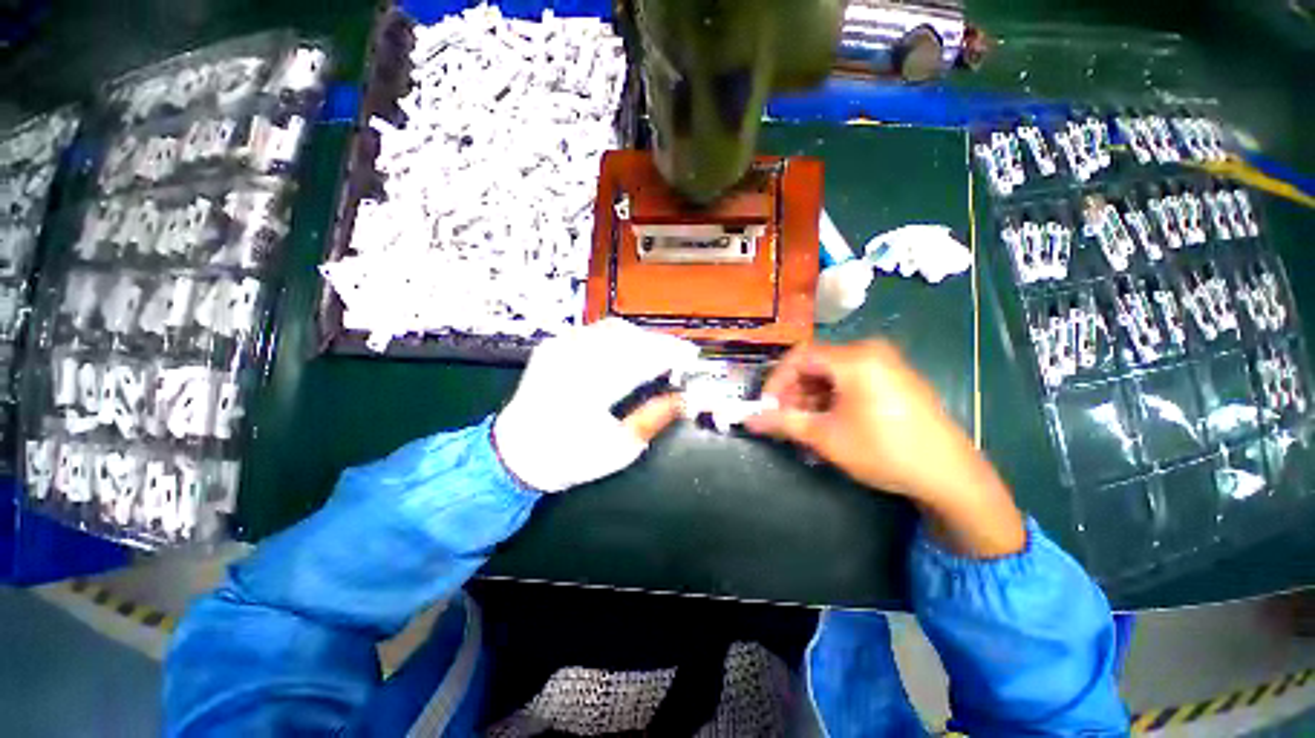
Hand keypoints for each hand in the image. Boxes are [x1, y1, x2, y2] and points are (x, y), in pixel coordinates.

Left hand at [493, 319, 696, 492]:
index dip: (671, 354)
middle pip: (630, 337)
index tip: (692, 357)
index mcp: (590, 388)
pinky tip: (629, 351)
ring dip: (641, 338)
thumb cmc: (570, 458)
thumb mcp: (619, 449)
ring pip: (613, 328)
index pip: (641, 359)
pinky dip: (620, 337)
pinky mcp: (553, 345)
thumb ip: (654, 418)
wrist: (516, 454)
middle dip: (660, 344)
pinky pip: (595, 331)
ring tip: (658, 354)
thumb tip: (685, 398)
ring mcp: (560, 347)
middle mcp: (574, 359)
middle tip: (679, 357)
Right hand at [745, 340, 1025, 556]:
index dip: (776, 380)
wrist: (951, 475)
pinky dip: (832, 398)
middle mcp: (870, 352)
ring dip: (811, 397)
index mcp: (854, 358)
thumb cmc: (883, 451)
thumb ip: (783, 422)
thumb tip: (749, 419)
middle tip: (784, 419)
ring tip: (805, 426)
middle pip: (815, 364)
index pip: (799, 356)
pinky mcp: (894, 378)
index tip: (767, 406)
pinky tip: (828, 422)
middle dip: (794, 392)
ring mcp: (886, 364)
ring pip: (832, 373)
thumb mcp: (826, 437)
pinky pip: (851, 380)